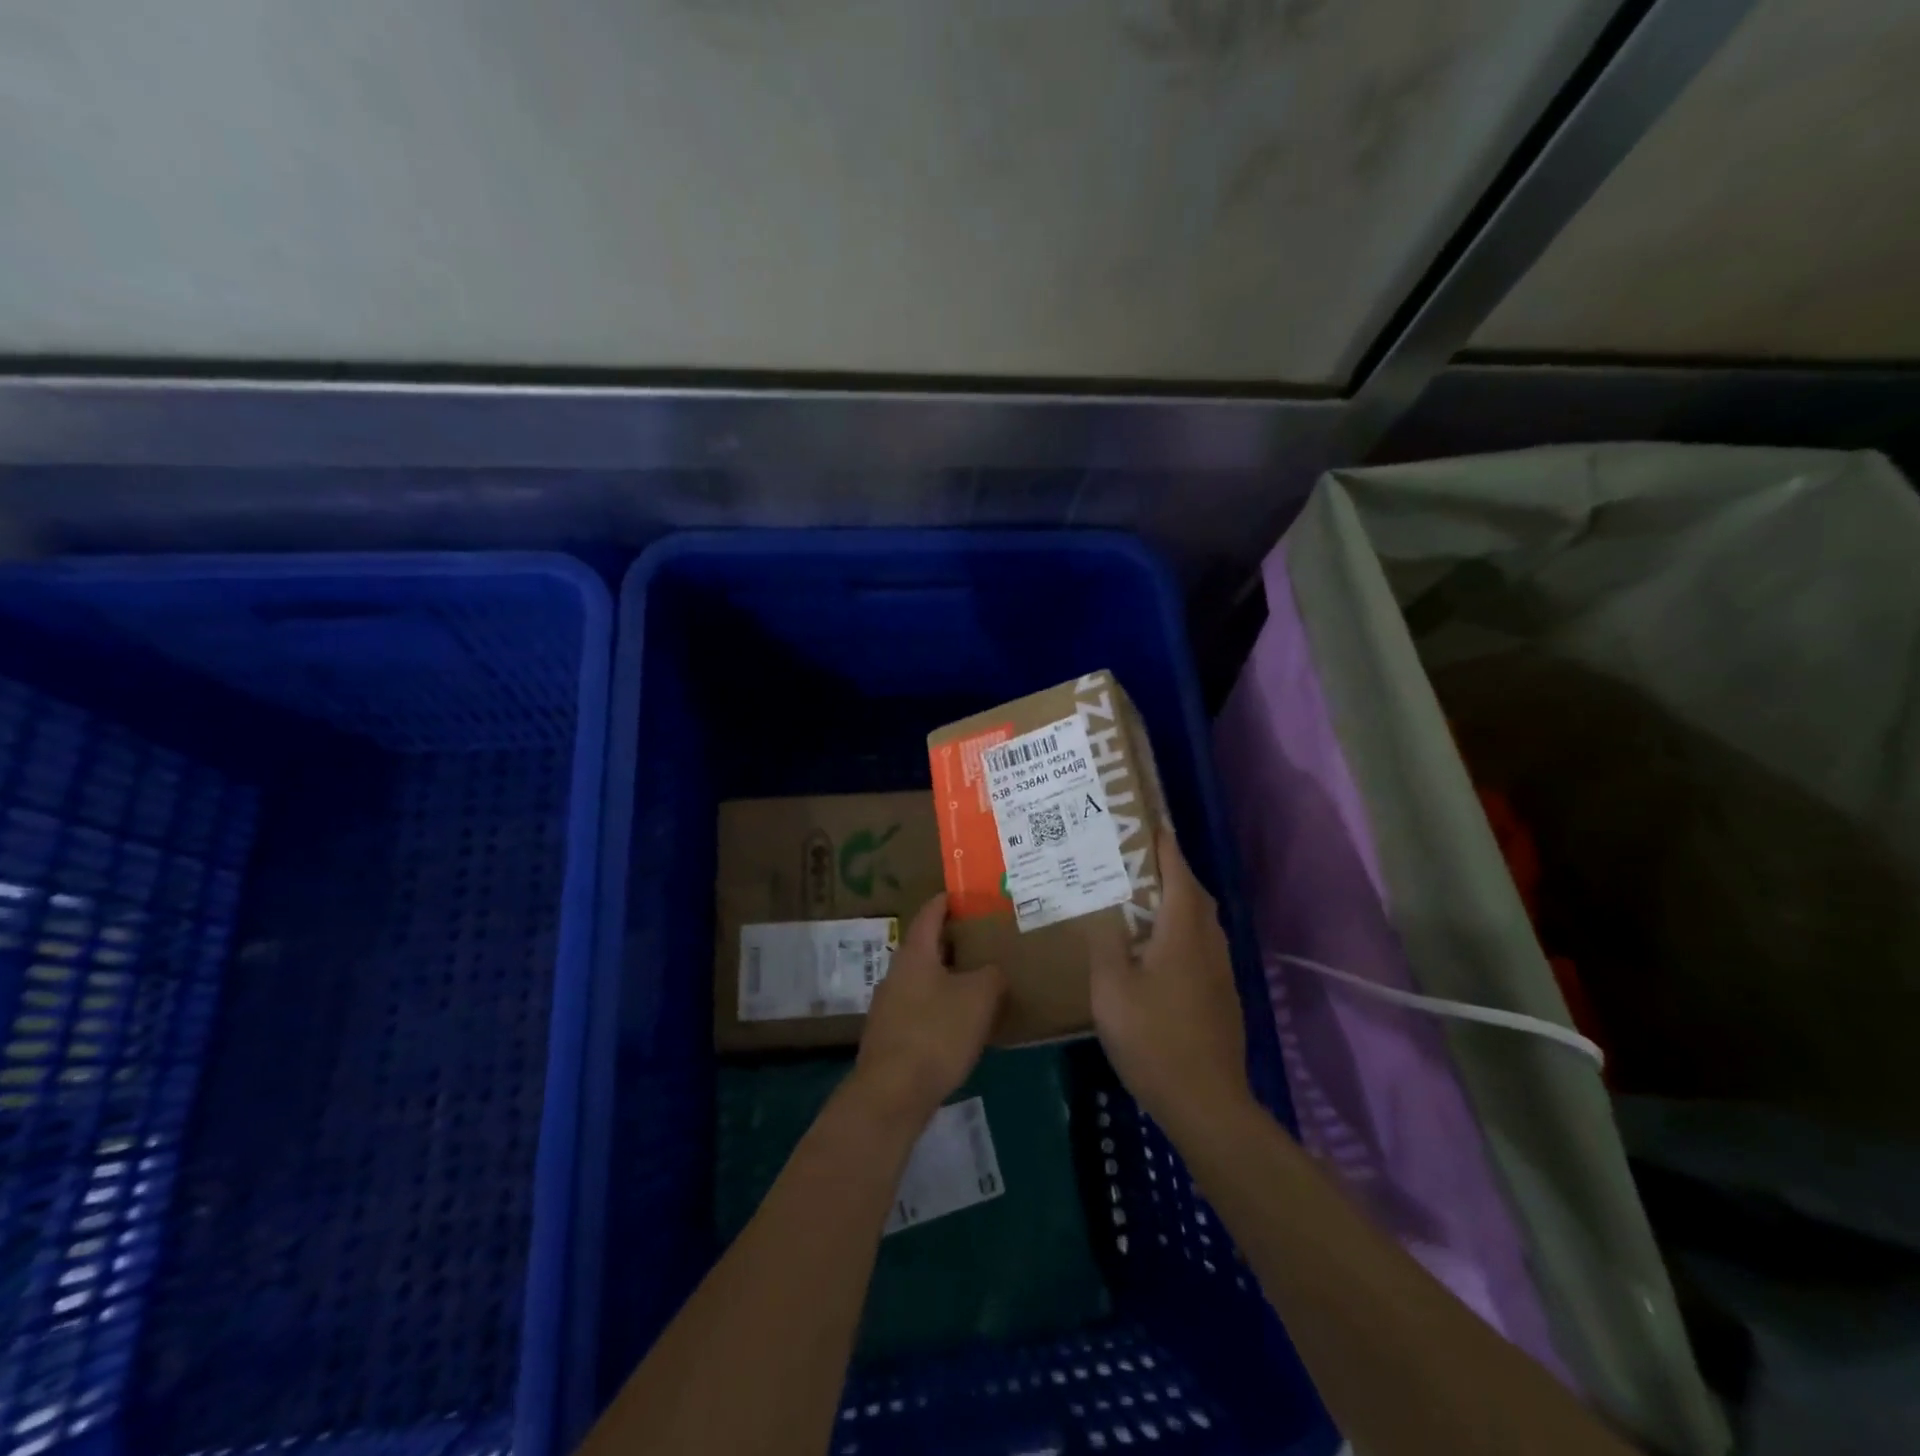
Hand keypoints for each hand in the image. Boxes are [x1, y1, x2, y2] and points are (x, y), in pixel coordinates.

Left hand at [852, 893, 1007, 1127]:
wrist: (892, 1093)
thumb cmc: (937, 1033)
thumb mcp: (979, 998)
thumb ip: (991, 975)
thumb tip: (992, 970)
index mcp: (915, 953)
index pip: (930, 913)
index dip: (947, 901)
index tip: (964, 895)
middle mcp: (895, 972)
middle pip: (925, 946)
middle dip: (951, 942)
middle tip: (981, 941)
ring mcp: (887, 1004)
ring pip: (921, 979)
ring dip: (945, 976)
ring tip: (975, 982)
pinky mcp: (888, 1035)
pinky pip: (918, 1007)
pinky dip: (938, 1005)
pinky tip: (957, 1022)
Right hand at [1088, 829, 1254, 1136]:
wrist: (1205, 1101)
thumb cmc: (1152, 1038)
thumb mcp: (1111, 989)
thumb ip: (1105, 946)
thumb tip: (1103, 915)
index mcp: (1182, 933)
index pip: (1178, 874)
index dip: (1165, 847)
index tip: (1149, 824)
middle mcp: (1208, 943)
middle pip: (1194, 894)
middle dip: (1171, 871)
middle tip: (1136, 861)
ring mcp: (1220, 971)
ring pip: (1200, 921)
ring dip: (1177, 901)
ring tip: (1141, 899)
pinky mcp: (1221, 995)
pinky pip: (1201, 945)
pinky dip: (1180, 930)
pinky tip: (1156, 949)